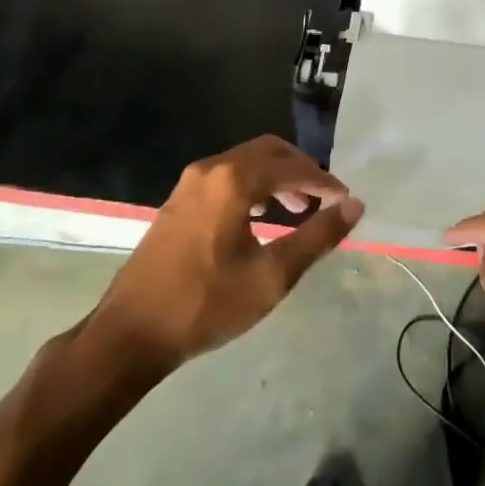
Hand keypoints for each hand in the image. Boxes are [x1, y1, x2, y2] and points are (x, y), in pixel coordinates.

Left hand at [83, 136, 363, 377]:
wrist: (129, 334)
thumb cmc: (205, 305)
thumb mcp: (271, 276)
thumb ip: (317, 237)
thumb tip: (355, 206)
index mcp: (235, 180)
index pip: (293, 168)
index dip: (325, 182)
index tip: (346, 200)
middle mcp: (212, 168)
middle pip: (269, 151)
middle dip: (301, 170)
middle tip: (324, 199)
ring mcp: (190, 182)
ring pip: (247, 161)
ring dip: (277, 177)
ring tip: (297, 208)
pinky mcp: (179, 200)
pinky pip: (227, 175)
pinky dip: (253, 185)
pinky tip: (260, 215)